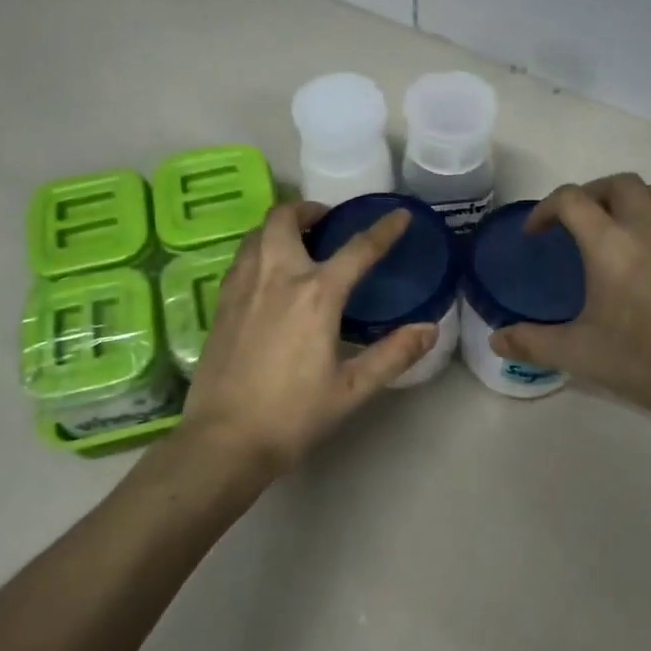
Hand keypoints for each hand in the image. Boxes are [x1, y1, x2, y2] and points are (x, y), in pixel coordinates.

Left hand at [180, 201, 436, 476]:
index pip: (358, 249)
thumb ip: (393, 354)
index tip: (400, 215)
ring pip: (257, 233)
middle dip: (309, 210)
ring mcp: (242, 286)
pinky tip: (268, 275)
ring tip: (298, 242)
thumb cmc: (293, 415)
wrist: (224, 440)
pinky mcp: (220, 302)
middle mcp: (276, 276)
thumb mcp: (352, 389)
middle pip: (286, 218)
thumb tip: (429, 328)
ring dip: (280, 226)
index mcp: (316, 294)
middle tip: (327, 222)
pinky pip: (242, 257)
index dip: (384, 229)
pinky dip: (259, 249)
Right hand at [490, 173, 650, 418]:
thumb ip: (532, 343)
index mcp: (610, 244)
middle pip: (615, 183)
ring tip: (608, 225)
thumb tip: (496, 340)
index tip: (535, 235)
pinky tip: (641, 250)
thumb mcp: (579, 353)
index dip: (545, 209)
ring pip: (650, 190)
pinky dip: (650, 213)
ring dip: (623, 197)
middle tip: (572, 224)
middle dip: (587, 194)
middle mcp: (645, 227)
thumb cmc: (644, 359)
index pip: (571, 199)